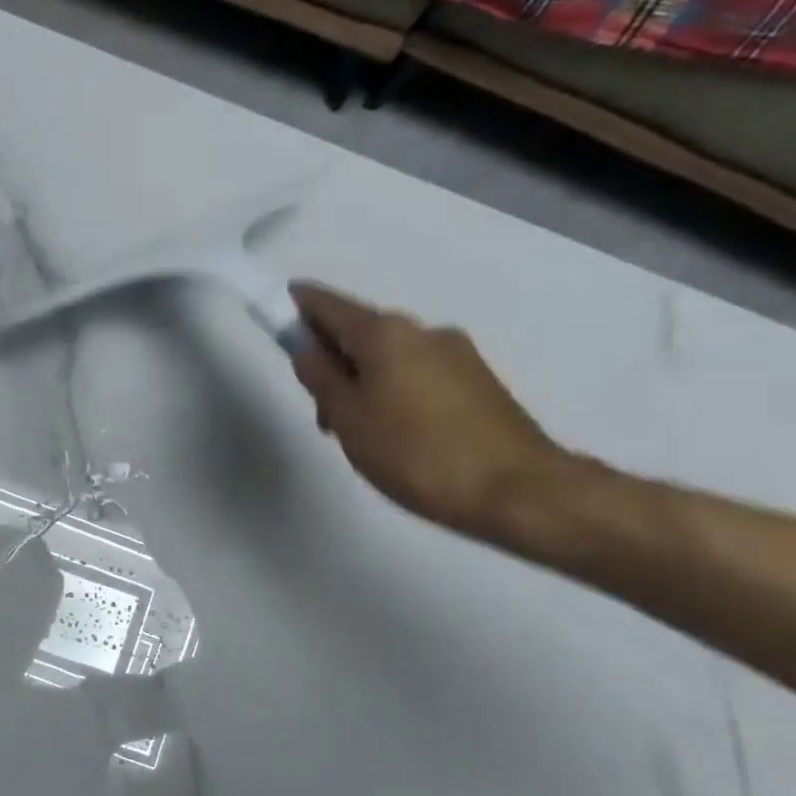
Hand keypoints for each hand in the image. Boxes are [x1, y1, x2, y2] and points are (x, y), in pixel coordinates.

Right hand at [288, 283, 571, 542]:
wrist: (516, 489)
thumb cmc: (415, 454)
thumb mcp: (350, 421)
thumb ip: (322, 380)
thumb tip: (306, 350)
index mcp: (386, 334)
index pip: (330, 305)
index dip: (300, 306)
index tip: (279, 308)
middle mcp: (422, 331)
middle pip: (361, 333)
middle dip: (332, 359)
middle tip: (320, 409)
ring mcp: (456, 354)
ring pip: (391, 358)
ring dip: (363, 381)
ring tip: (360, 434)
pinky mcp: (478, 381)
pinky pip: (418, 374)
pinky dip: (393, 392)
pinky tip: (395, 435)